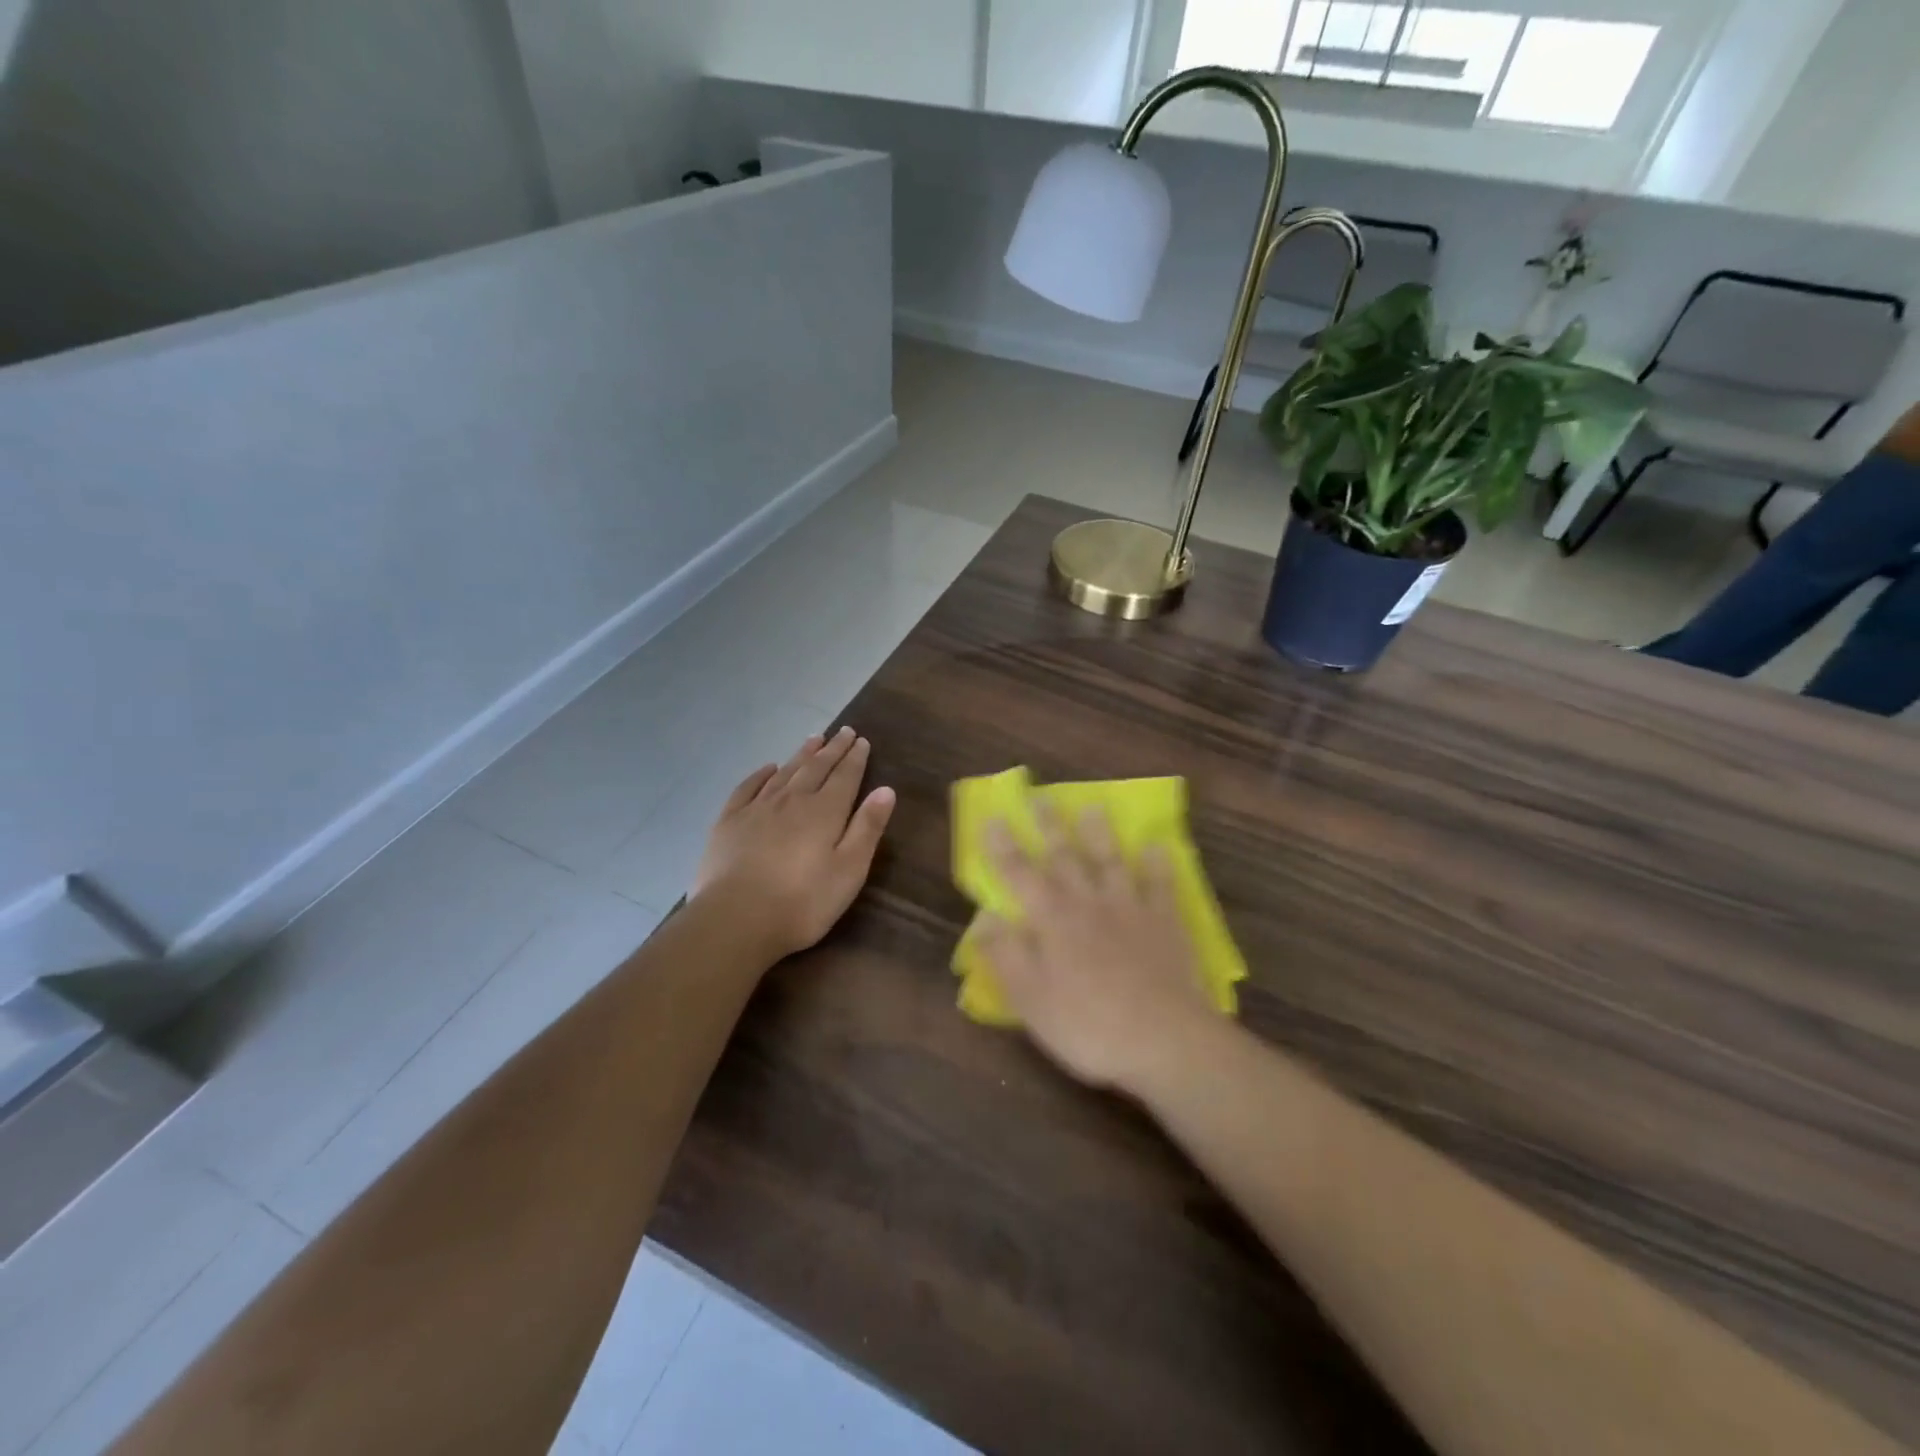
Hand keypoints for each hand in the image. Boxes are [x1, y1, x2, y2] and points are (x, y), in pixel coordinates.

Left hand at [692, 728, 896, 959]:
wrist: (735, 919)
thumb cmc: (802, 902)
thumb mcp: (849, 870)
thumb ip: (867, 828)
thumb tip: (886, 790)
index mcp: (824, 812)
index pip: (845, 776)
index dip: (855, 758)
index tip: (862, 740)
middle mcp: (792, 800)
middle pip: (816, 767)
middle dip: (832, 749)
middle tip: (844, 731)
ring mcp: (757, 808)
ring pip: (785, 772)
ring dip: (801, 754)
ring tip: (813, 739)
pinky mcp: (729, 822)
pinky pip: (748, 787)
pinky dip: (761, 774)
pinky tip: (768, 768)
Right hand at [976, 804, 1215, 1092]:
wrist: (1164, 1039)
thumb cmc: (1087, 1025)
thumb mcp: (1029, 999)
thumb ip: (1004, 954)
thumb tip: (983, 917)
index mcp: (1051, 920)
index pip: (1019, 875)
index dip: (1003, 847)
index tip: (994, 817)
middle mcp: (1087, 903)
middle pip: (1064, 856)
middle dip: (1049, 825)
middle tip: (1040, 795)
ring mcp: (1130, 908)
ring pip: (1110, 861)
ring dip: (1100, 833)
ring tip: (1094, 807)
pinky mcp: (1166, 922)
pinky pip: (1160, 884)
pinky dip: (1157, 864)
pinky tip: (1157, 846)